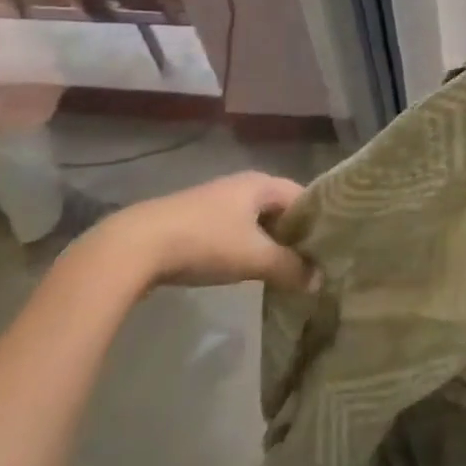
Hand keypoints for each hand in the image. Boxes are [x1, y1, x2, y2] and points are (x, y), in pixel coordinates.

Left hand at [96, 173, 317, 291]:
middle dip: (294, 234)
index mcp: (261, 183)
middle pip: (279, 209)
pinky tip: (244, 270)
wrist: (134, 247)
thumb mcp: (254, 258)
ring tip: (282, 270)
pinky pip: (233, 232)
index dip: (319, 220)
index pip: (304, 196)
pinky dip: (245, 248)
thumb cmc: (205, 242)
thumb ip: (290, 268)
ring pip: (255, 222)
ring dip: (268, 243)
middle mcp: (241, 185)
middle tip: (311, 263)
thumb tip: (319, 281)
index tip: (331, 247)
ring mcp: (215, 202)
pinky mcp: (193, 221)